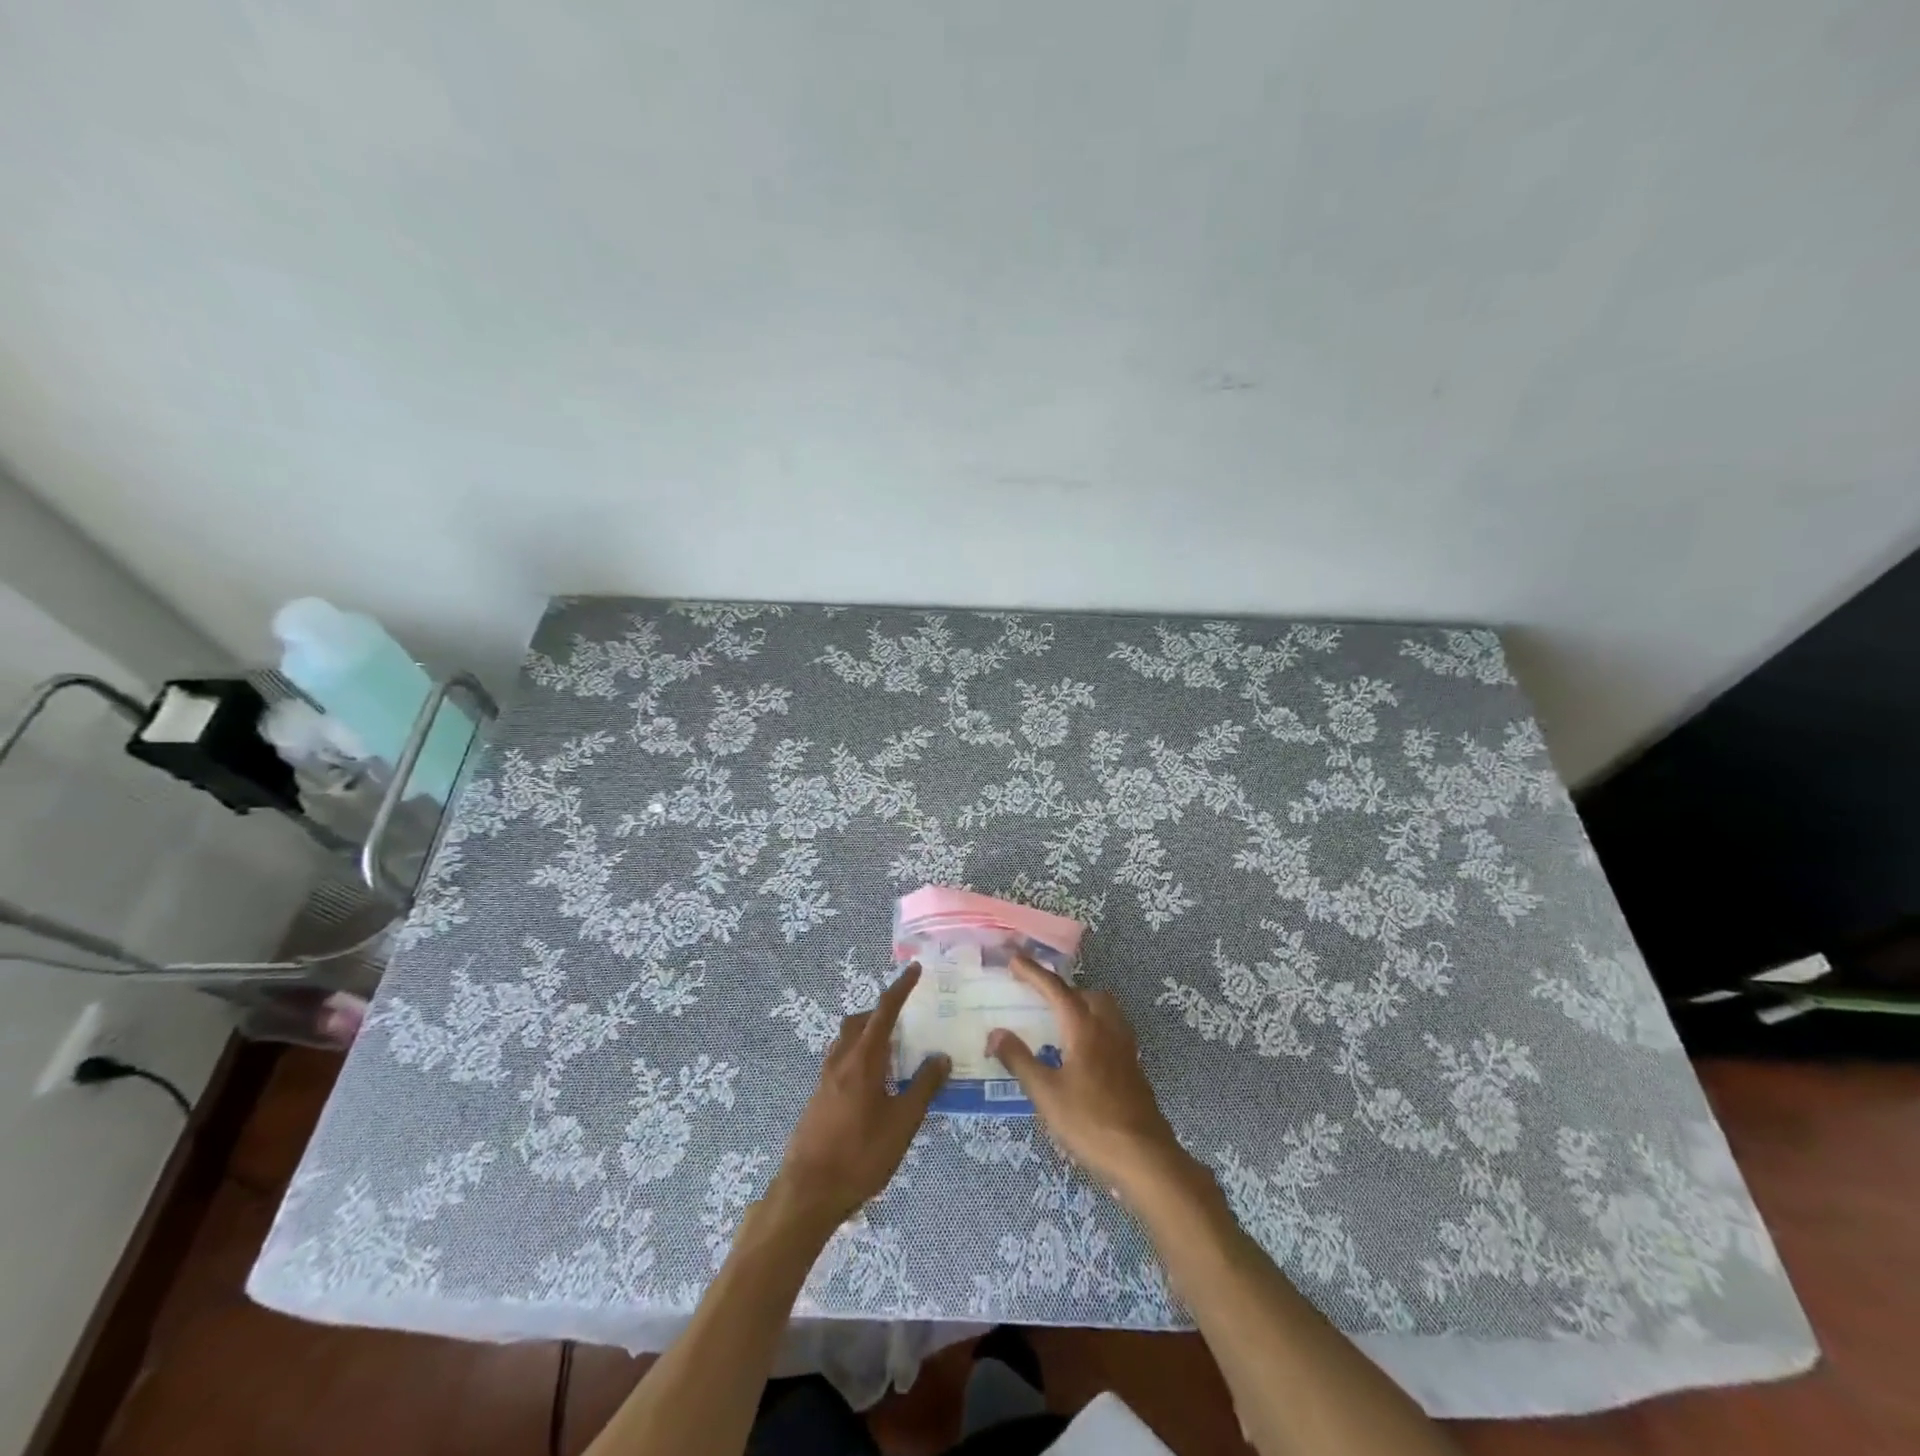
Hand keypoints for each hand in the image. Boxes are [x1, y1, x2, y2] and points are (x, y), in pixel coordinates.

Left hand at [769, 963, 949, 1230]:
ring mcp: (825, 1079)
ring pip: (847, 1040)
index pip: (884, 1012)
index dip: (900, 988)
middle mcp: (841, 1060)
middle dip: (881, 1012)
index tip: (914, 969)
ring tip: (893, 1052)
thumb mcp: (903, 1123)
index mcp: (863, 1059)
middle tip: (906, 1021)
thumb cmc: (861, 1154)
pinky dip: (859, 1056)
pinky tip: (874, 1084)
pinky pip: (841, 1060)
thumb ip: (923, 1087)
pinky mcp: (819, 1097)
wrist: (809, 1192)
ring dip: (868, 1034)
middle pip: (860, 1022)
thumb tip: (941, 1056)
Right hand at [986, 956, 1186, 1201]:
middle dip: (1062, 989)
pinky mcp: (1132, 1066)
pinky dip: (1093, 1026)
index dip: (1033, 972)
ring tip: (1059, 1021)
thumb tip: (995, 1033)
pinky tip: (1080, 1052)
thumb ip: (1019, 1060)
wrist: (1143, 1157)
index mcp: (1084, 1027)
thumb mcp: (1045, 1093)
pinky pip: (1111, 1029)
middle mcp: (1107, 1028)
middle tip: (1038, 998)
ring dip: (1081, 1005)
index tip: (1014, 959)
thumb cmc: (1090, 1122)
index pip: (1055, 989)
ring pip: (1104, 1009)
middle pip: (1085, 994)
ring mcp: (1124, 1047)